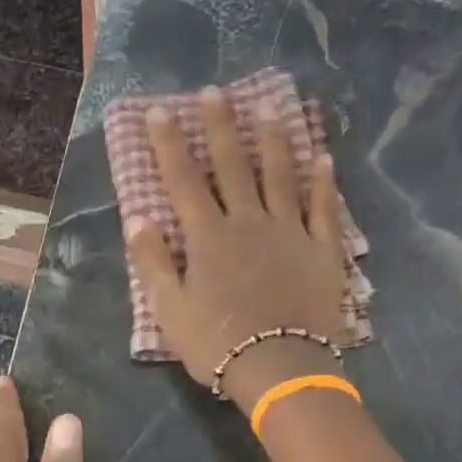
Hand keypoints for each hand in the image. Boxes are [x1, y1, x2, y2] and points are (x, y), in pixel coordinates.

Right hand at [126, 90, 349, 412]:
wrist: (280, 368)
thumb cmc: (218, 345)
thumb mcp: (171, 311)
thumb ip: (154, 264)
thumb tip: (138, 220)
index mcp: (208, 237)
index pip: (183, 180)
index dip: (169, 144)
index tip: (160, 111)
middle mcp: (249, 222)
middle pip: (233, 165)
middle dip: (220, 127)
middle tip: (215, 93)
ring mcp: (290, 232)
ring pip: (281, 176)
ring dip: (274, 141)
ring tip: (271, 109)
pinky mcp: (322, 250)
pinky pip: (323, 208)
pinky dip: (322, 182)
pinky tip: (323, 158)